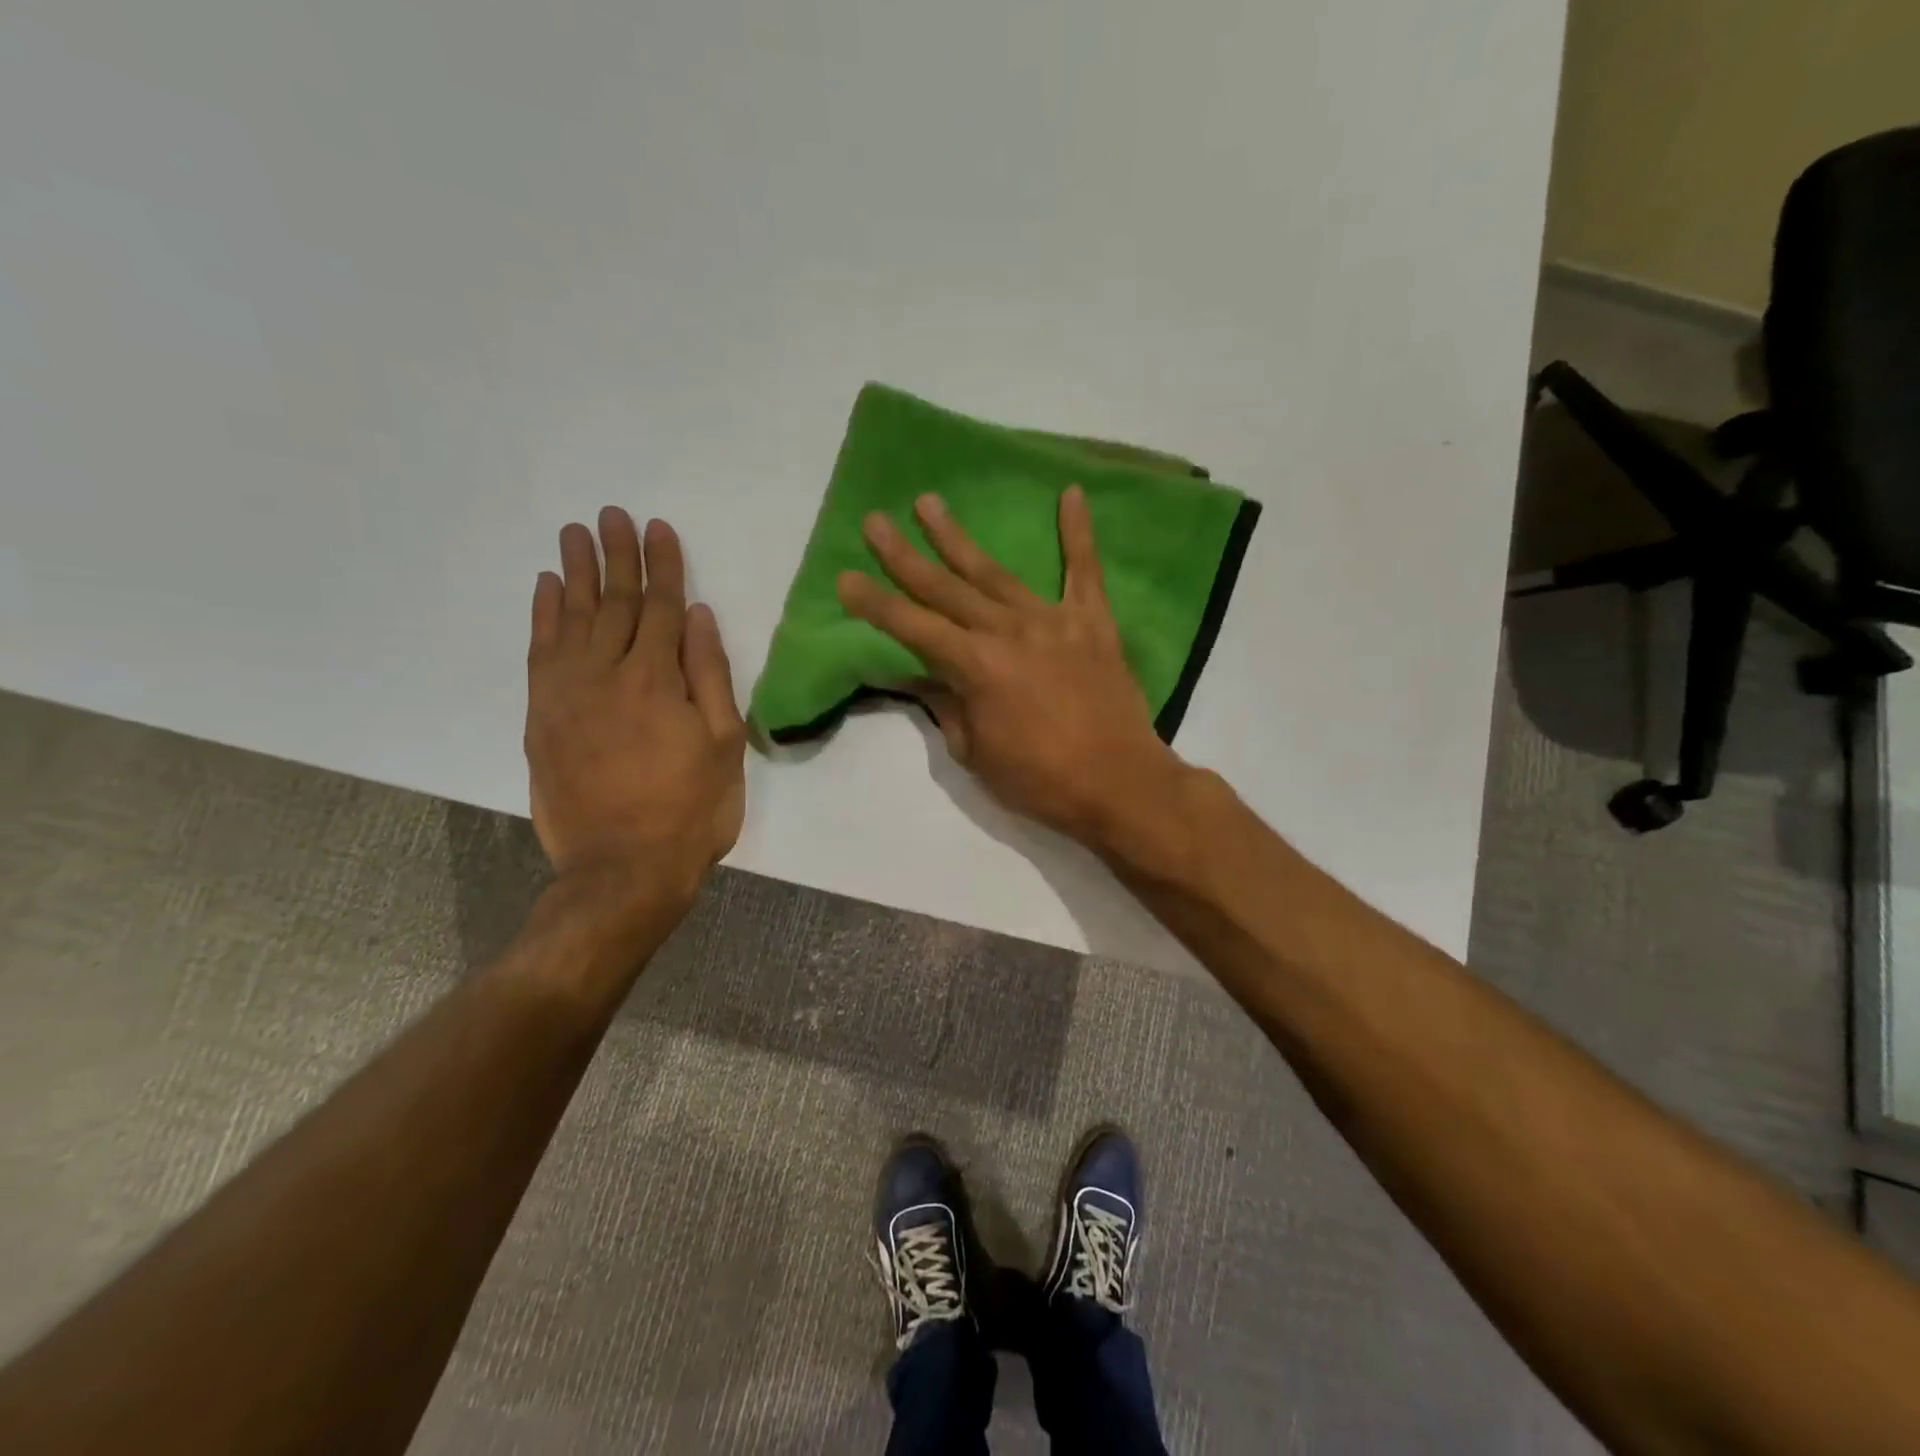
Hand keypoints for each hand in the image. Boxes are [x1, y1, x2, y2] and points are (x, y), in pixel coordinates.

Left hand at [525, 509, 745, 903]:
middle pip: (612, 603)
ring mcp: (567, 695)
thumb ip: (709, 676)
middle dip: (616, 556)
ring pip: (571, 619)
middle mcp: (606, 675)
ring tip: (576, 533)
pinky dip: (542, 616)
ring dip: (574, 573)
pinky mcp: (542, 718)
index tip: (658, 527)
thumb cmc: (691, 810)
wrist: (623, 868)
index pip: (659, 607)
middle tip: (612, 514)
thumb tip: (697, 617)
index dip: (662, 565)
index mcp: (657, 680)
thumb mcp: (722, 745)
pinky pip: (539, 653)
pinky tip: (546, 588)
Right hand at [837, 486, 1189, 849]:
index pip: (913, 628)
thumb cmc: (1041, 780)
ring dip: (959, 539)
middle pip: (946, 588)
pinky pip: (1085, 571)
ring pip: (995, 573)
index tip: (845, 578)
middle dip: (905, 556)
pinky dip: (1079, 532)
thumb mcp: (976, 754)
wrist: (1120, 784)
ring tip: (930, 503)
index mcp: (976, 667)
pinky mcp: (1093, 622)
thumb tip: (919, 678)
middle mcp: (1008, 631)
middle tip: (875, 521)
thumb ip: (946, 707)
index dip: (876, 605)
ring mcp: (1052, 620)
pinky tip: (1073, 493)